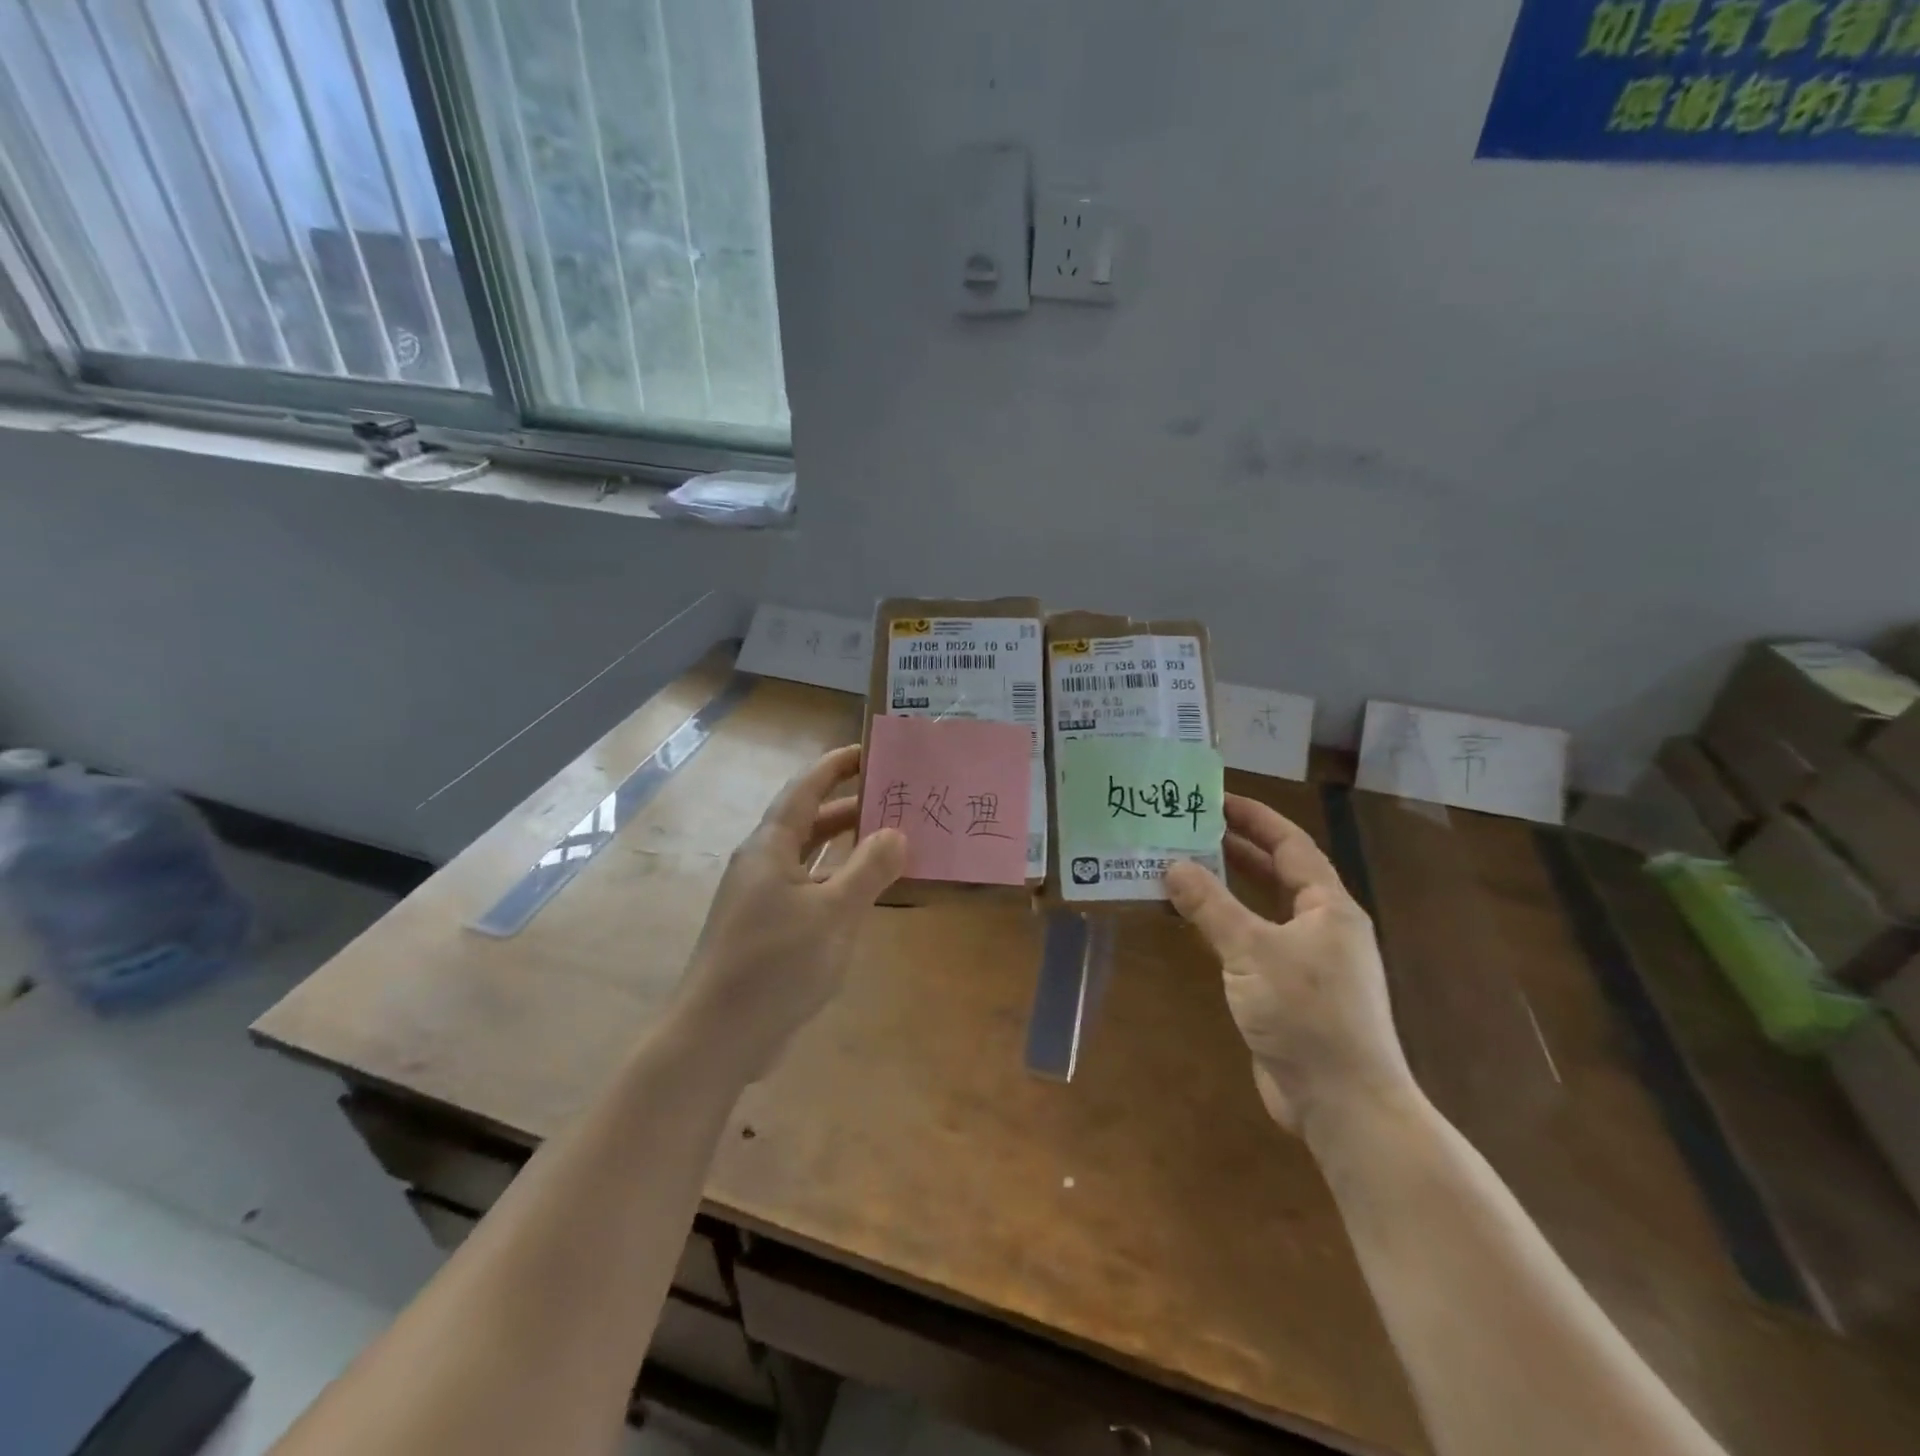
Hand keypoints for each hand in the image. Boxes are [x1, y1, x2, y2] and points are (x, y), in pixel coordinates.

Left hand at [675, 745, 906, 1081]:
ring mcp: (761, 899)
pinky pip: (808, 890)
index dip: (836, 766)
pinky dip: (837, 882)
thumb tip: (897, 832)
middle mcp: (762, 865)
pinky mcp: (766, 931)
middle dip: (849, 807)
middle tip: (894, 799)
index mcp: (769, 847)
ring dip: (845, 846)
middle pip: (808, 821)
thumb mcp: (833, 913)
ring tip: (889, 840)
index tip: (870, 751)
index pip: (804, 789)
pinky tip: (863, 894)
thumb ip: (868, 869)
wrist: (716, 1037)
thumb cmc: (775, 964)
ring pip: (809, 858)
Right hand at [1164, 797, 1415, 1135]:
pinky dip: (1224, 927)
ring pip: (1263, 909)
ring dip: (1227, 889)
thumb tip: (1172, 865)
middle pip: (1277, 873)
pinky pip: (1252, 943)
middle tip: (1190, 828)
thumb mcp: (1252, 950)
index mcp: (1327, 907)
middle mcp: (1321, 927)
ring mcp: (1307, 962)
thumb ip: (1211, 906)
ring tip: (1183, 866)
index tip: (1215, 798)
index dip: (1254, 818)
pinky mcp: (1287, 992)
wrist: (1342, 1103)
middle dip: (1237, 849)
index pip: (1290, 845)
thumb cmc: (1306, 1014)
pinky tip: (1193, 924)